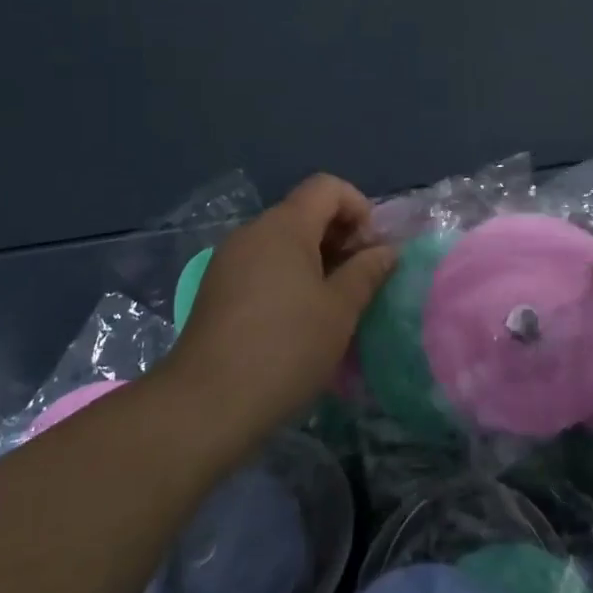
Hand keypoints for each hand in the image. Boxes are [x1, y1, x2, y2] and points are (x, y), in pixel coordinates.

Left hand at [168, 174, 395, 436]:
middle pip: (304, 212)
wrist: (207, 404)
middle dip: (340, 236)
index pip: (327, 187)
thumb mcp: (340, 310)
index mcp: (284, 226)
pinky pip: (262, 265)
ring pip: (282, 241)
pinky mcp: (216, 290)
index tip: (371, 251)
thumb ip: (366, 272)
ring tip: (332, 304)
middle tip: (359, 281)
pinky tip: (297, 320)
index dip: (359, 208)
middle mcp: (252, 232)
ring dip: (315, 260)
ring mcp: (228, 260)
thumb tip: (386, 250)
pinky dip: (288, 277)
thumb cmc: (286, 348)